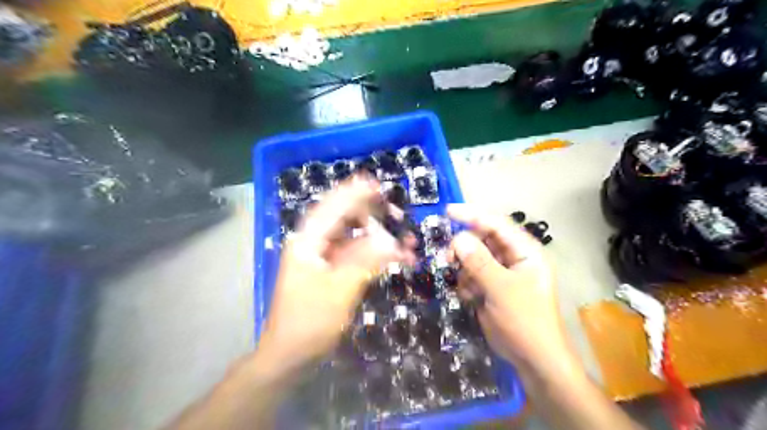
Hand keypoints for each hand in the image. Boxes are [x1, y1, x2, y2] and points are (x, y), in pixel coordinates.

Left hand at [257, 176, 414, 373]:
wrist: (291, 356)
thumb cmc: (309, 322)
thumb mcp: (339, 290)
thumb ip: (365, 261)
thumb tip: (391, 240)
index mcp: (307, 242)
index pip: (332, 208)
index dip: (353, 193)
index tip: (375, 184)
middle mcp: (313, 245)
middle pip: (342, 219)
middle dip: (370, 213)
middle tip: (396, 211)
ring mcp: (322, 260)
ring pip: (352, 238)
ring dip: (376, 236)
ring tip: (403, 237)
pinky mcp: (331, 273)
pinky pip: (355, 256)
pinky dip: (373, 254)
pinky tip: (393, 256)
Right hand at [447, 203, 571, 369]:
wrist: (533, 359)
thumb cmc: (525, 320)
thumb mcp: (501, 289)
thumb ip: (479, 262)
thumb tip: (458, 239)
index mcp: (525, 251)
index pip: (497, 224)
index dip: (472, 215)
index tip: (447, 211)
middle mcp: (514, 257)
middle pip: (482, 239)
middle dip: (464, 247)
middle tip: (446, 257)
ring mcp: (502, 272)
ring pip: (474, 257)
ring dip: (464, 268)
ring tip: (465, 287)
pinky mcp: (492, 287)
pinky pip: (472, 274)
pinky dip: (467, 283)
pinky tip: (471, 298)